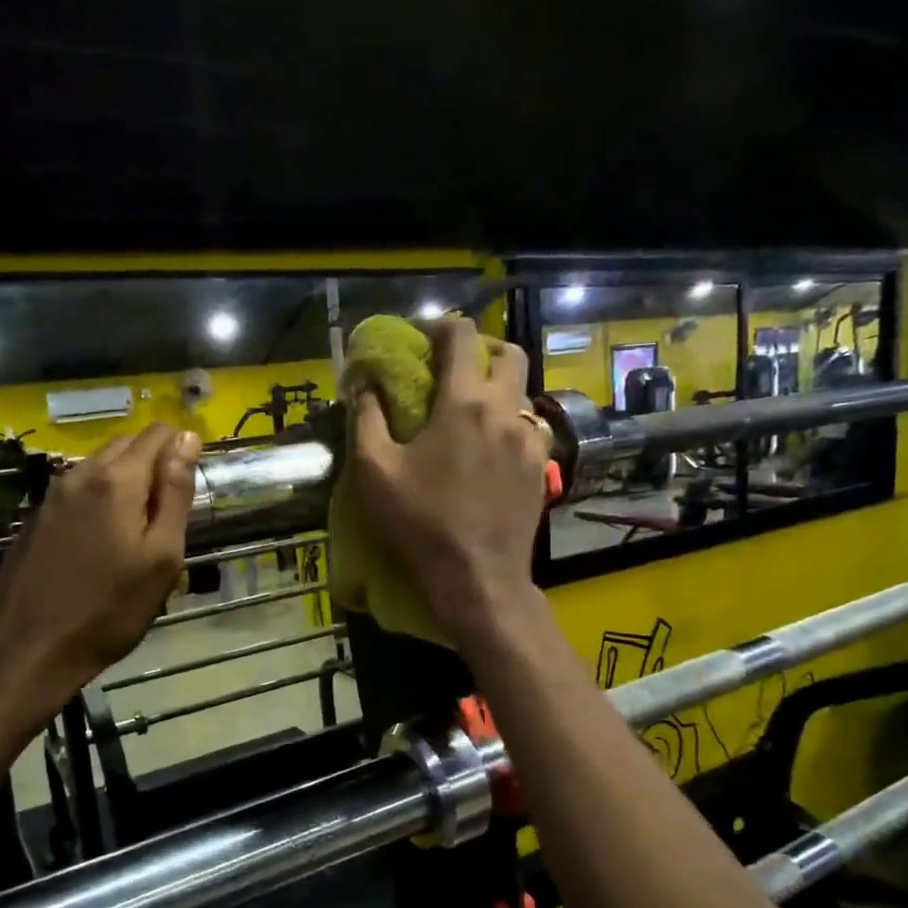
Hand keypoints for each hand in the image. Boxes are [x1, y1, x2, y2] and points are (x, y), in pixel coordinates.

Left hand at [0, 424, 200, 693]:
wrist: (26, 650)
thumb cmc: (109, 610)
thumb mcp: (161, 557)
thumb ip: (176, 493)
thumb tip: (188, 438)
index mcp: (117, 479)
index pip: (158, 434)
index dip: (182, 448)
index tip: (193, 485)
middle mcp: (80, 474)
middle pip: (127, 444)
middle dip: (156, 463)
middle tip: (172, 512)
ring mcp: (52, 496)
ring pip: (101, 466)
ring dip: (129, 481)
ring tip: (143, 528)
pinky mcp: (36, 518)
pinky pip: (80, 490)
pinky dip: (103, 498)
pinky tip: (106, 540)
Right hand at [346, 317, 548, 647]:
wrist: (478, 581)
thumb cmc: (420, 525)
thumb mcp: (374, 472)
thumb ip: (366, 417)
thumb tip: (364, 382)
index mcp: (464, 402)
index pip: (462, 335)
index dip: (440, 326)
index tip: (421, 340)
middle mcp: (507, 411)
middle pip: (509, 353)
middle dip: (481, 349)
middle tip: (452, 370)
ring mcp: (532, 441)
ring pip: (523, 392)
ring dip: (498, 389)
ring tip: (470, 413)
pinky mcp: (543, 470)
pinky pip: (531, 429)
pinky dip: (511, 424)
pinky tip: (490, 450)